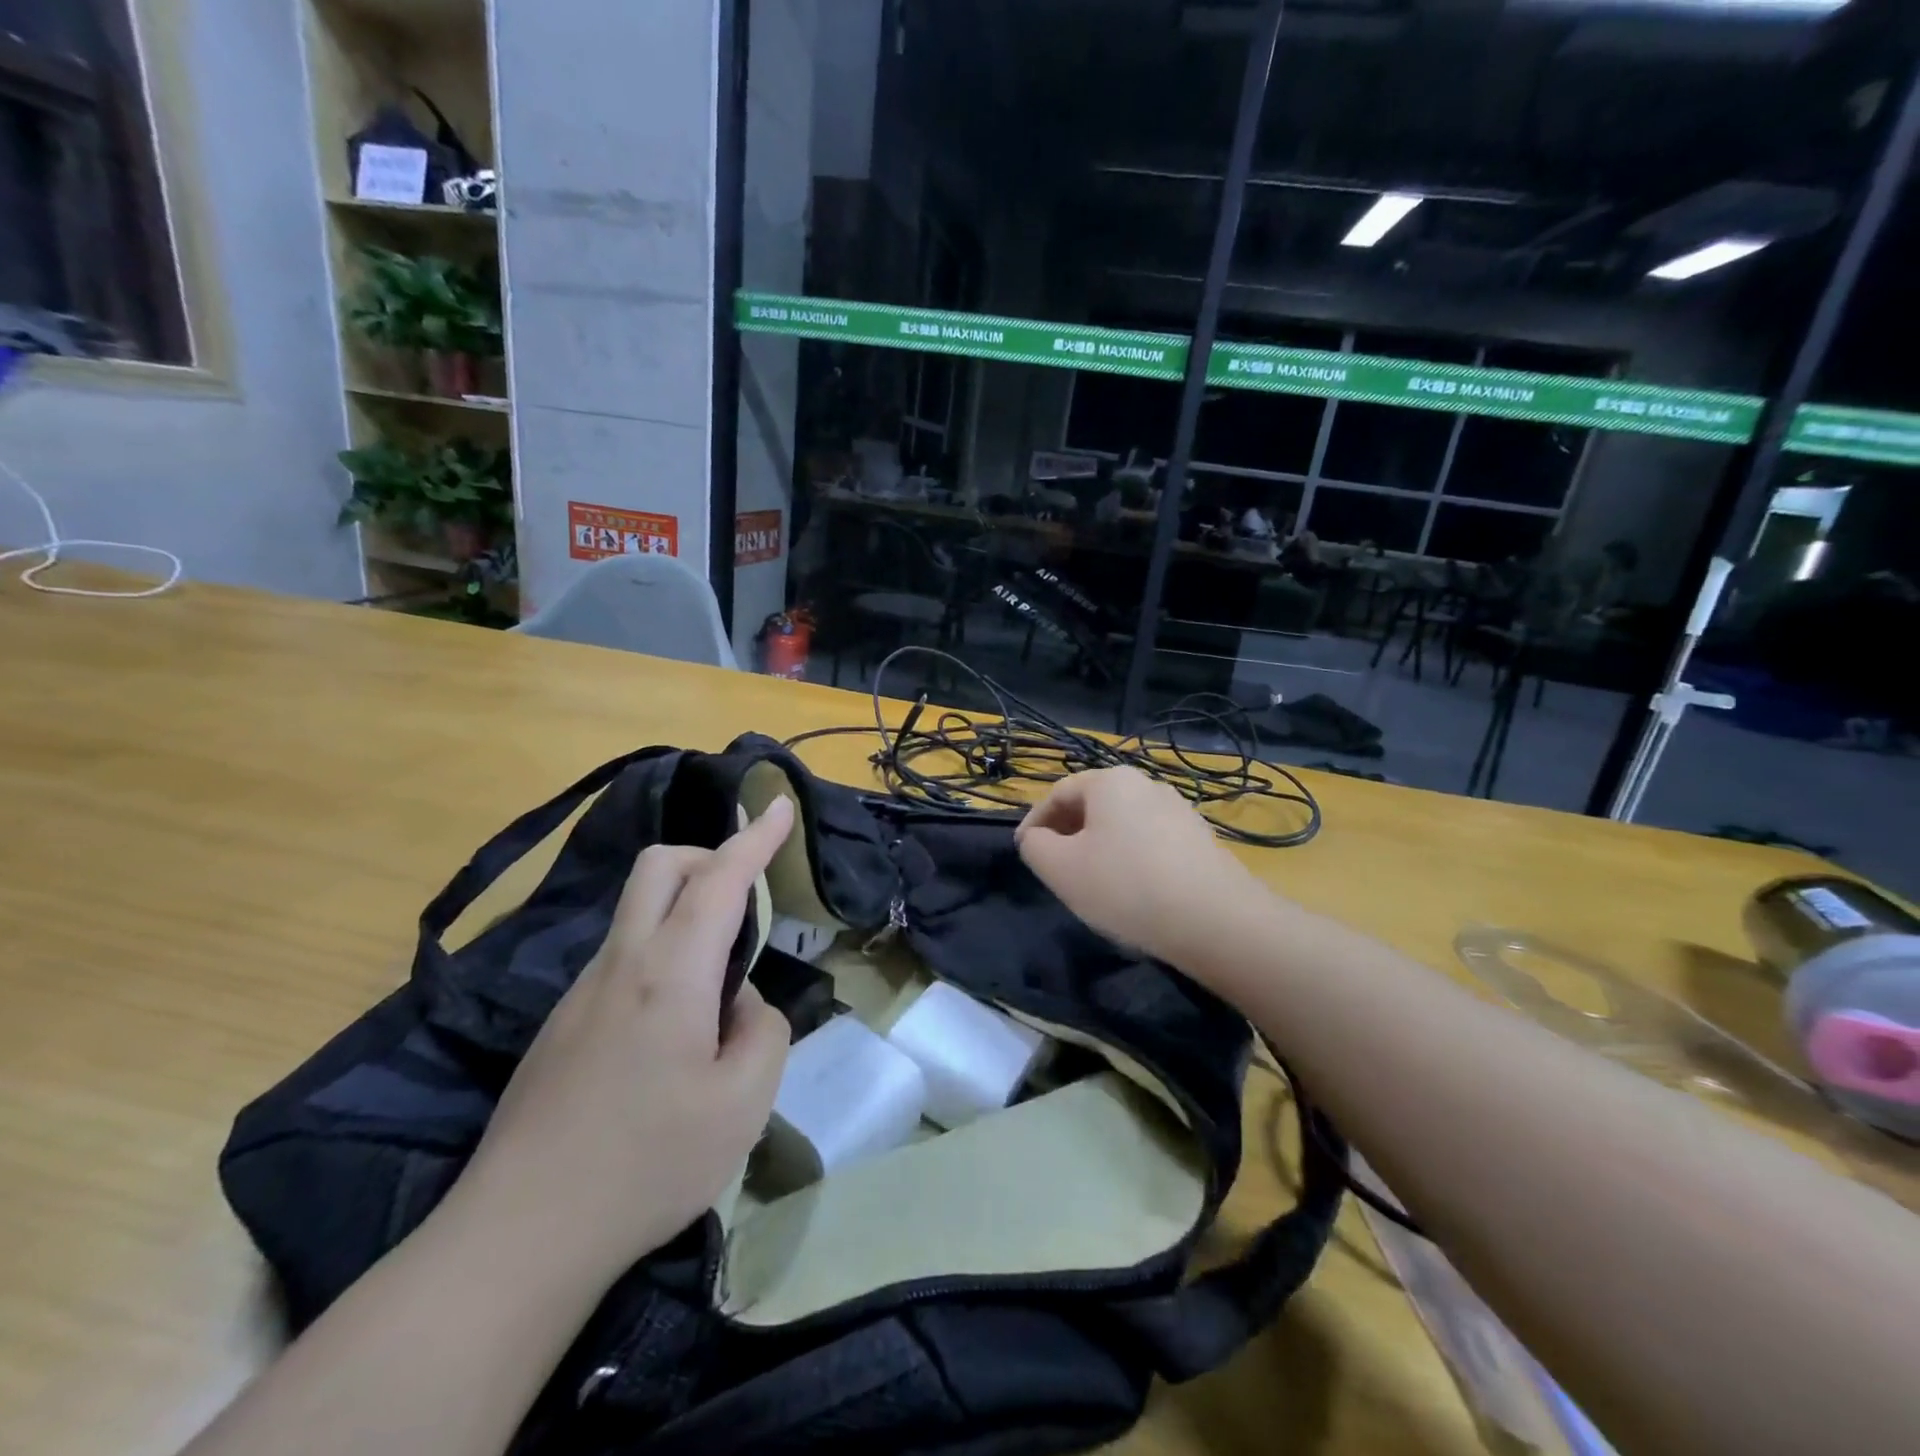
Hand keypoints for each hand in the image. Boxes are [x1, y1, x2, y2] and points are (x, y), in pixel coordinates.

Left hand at [445, 798, 795, 1287]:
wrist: (518, 1238)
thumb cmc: (647, 1165)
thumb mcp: (744, 1104)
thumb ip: (762, 1030)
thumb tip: (738, 1003)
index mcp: (670, 973)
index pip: (720, 879)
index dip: (755, 837)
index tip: (779, 803)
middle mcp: (621, 964)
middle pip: (659, 867)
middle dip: (709, 856)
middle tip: (746, 898)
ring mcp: (581, 993)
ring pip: (638, 912)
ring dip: (686, 912)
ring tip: (719, 988)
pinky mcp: (561, 1026)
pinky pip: (622, 959)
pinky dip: (661, 957)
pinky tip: (673, 1034)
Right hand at [1015, 768, 1260, 971]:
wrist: (1216, 921)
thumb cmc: (1126, 886)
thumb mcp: (1060, 868)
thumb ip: (1035, 846)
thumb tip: (1036, 838)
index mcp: (1110, 781)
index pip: (1058, 793)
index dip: (1034, 822)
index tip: (1024, 852)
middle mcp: (1146, 784)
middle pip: (1092, 805)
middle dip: (1067, 834)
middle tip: (1054, 869)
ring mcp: (1178, 810)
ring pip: (1121, 825)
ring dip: (1098, 848)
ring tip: (1091, 883)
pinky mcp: (1199, 839)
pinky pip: (1149, 842)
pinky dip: (1129, 859)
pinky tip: (1131, 892)